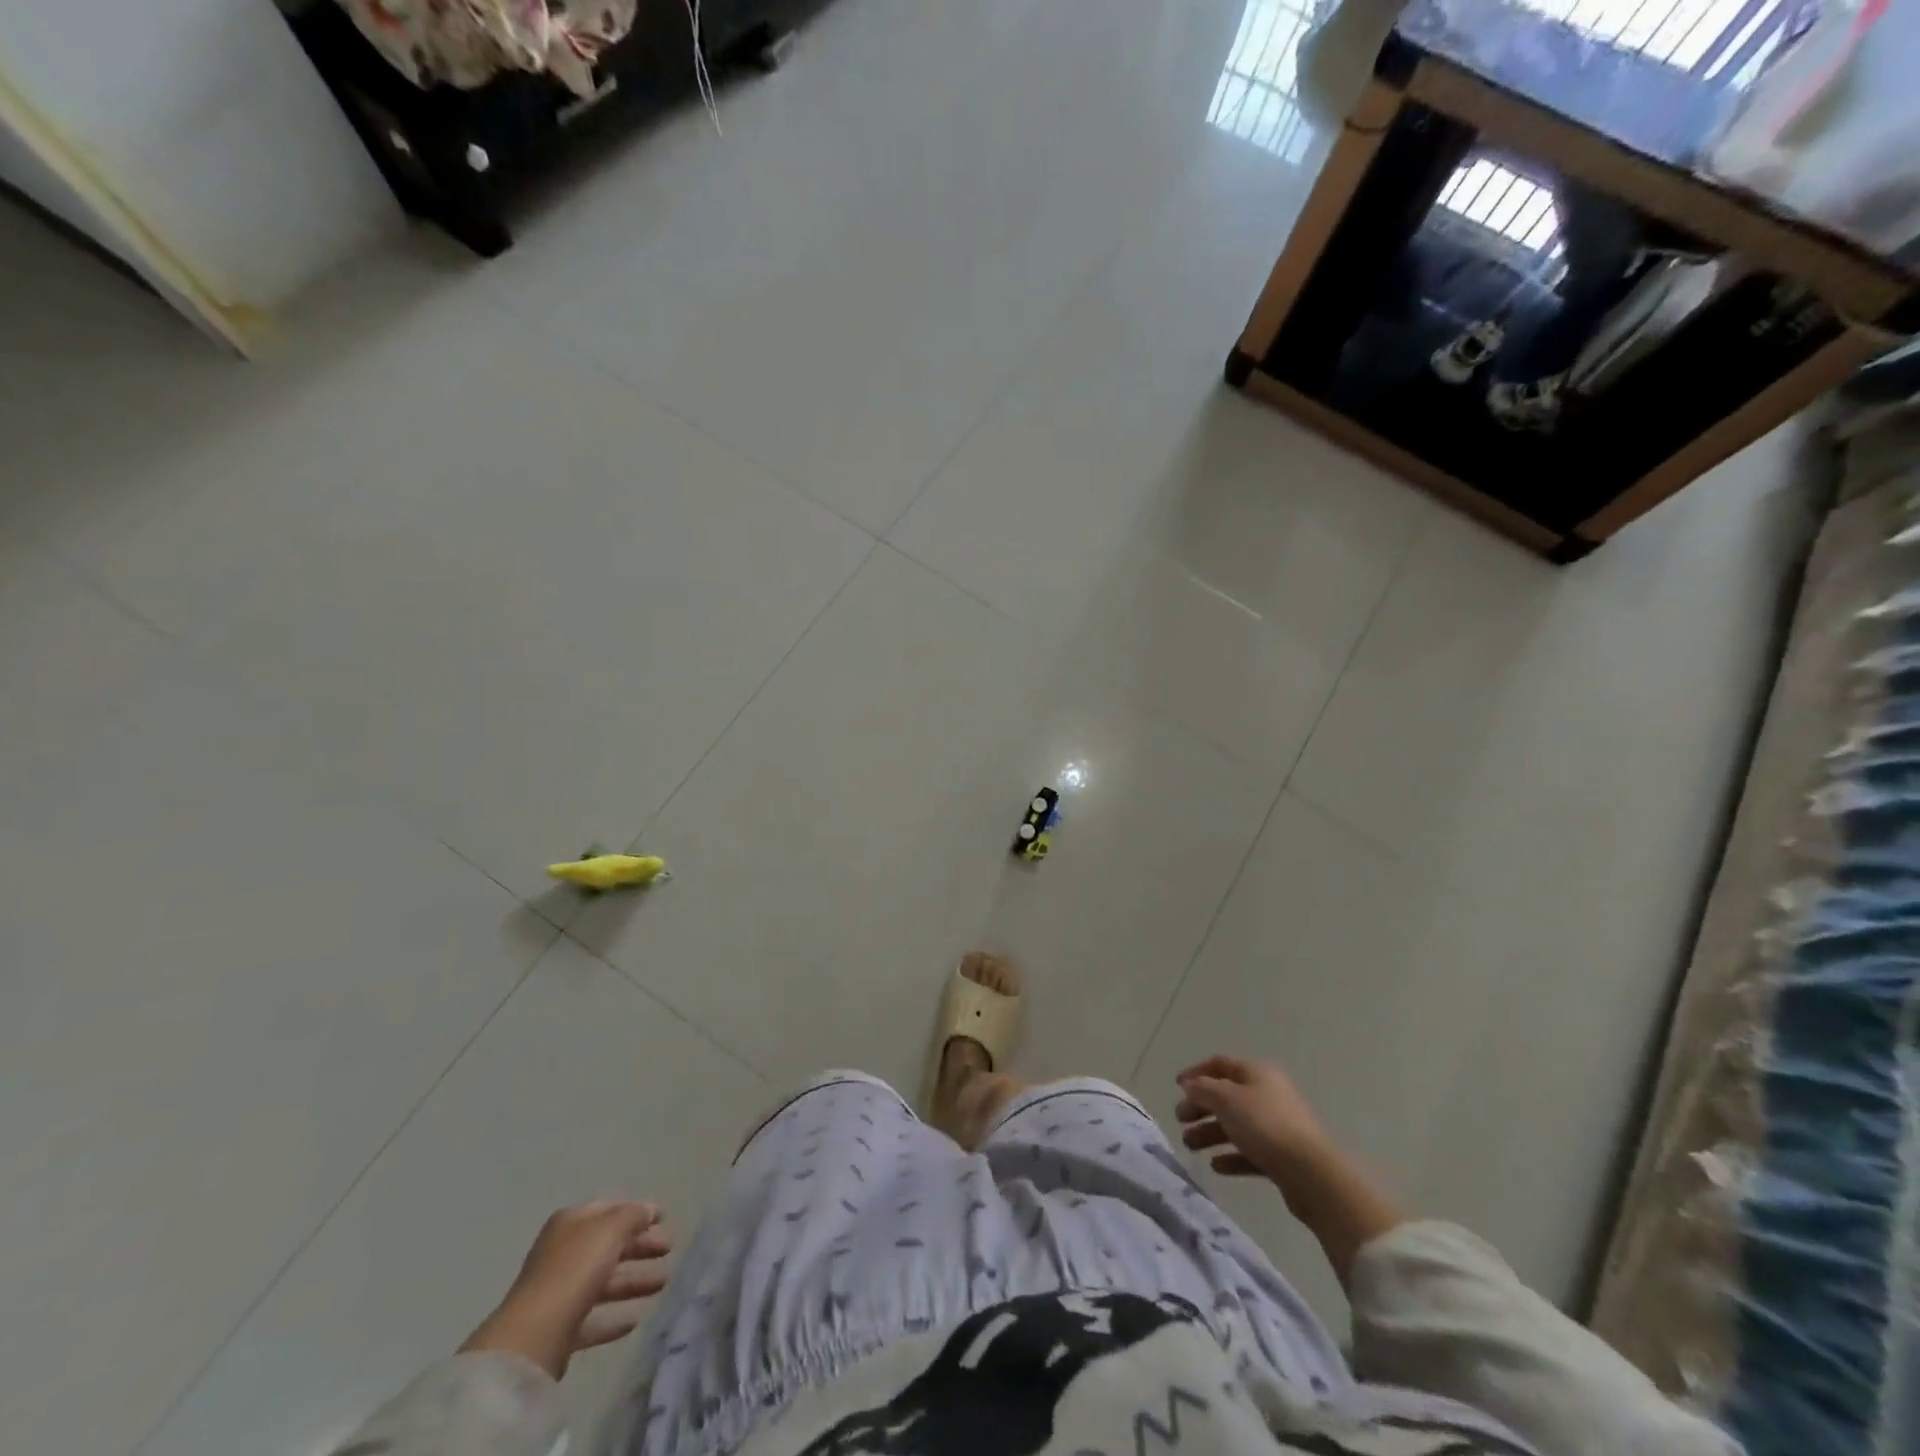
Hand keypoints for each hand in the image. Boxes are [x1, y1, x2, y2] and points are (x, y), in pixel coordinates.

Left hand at [460, 1200, 671, 1379]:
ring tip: (663, 1283)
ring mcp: (559, 1294)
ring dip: (634, 1281)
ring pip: (604, 1282)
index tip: (664, 1218)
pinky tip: (635, 1320)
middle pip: (609, 1245)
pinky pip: (593, 1318)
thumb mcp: (611, 1229)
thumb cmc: (575, 1269)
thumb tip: (648, 1210)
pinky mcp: (559, 1330)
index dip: (637, 1211)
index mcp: (571, 1223)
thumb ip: (633, 1215)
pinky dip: (614, 1317)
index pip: (610, 1209)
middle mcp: (562, 1253)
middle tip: (669, 1249)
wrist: (533, 1338)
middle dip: (640, 1247)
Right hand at [1176, 1055, 1404, 1287]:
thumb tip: (1190, 1085)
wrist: (1311, 1173)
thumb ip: (1203, 1089)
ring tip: (1190, 1146)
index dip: (1196, 1072)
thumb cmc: (1264, 1125)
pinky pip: (1249, 1151)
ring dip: (1210, 1134)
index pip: (1220, 1064)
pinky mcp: (1281, 1156)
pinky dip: (1231, 1156)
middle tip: (1180, 1120)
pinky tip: (1216, 1166)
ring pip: (1236, 1125)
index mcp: (1257, 1073)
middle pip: (1226, 1096)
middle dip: (1200, 1107)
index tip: (1176, 1086)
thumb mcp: (1226, 1099)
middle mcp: (1267, 1094)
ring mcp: (1276, 1126)